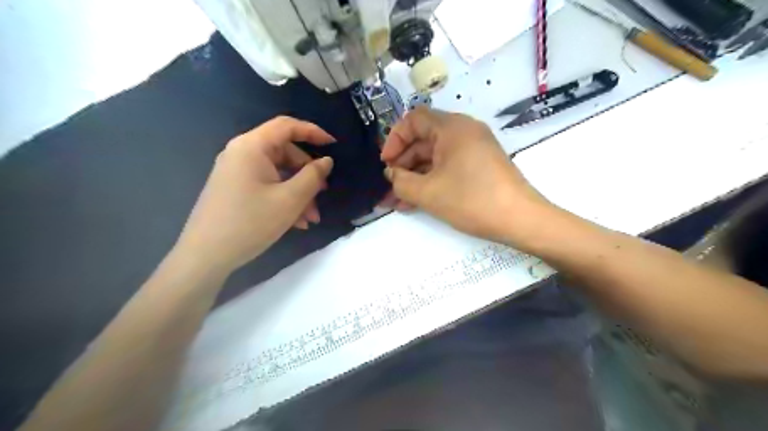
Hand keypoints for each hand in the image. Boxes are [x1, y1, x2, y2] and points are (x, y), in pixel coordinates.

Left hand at [177, 116, 333, 272]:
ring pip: (278, 173)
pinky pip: (267, 186)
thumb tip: (326, 161)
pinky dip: (284, 199)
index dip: (313, 132)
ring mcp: (236, 172)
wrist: (205, 256)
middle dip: (307, 175)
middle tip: (323, 194)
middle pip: (284, 153)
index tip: (334, 145)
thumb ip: (313, 176)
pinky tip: (295, 222)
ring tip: (310, 218)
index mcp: (252, 147)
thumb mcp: (290, 199)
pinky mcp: (235, 189)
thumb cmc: (250, 222)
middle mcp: (241, 153)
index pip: (287, 126)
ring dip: (299, 192)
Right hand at [383, 107, 551, 244]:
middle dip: (403, 165)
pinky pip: (448, 167)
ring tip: (398, 202)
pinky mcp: (479, 165)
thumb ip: (401, 182)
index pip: (413, 120)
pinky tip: (417, 202)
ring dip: (415, 177)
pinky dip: (432, 181)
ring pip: (435, 157)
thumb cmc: (472, 200)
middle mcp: (464, 131)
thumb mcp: (428, 193)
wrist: (520, 220)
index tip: (386, 164)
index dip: (394, 139)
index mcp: (452, 127)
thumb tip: (391, 174)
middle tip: (390, 187)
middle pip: (423, 140)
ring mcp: (474, 148)